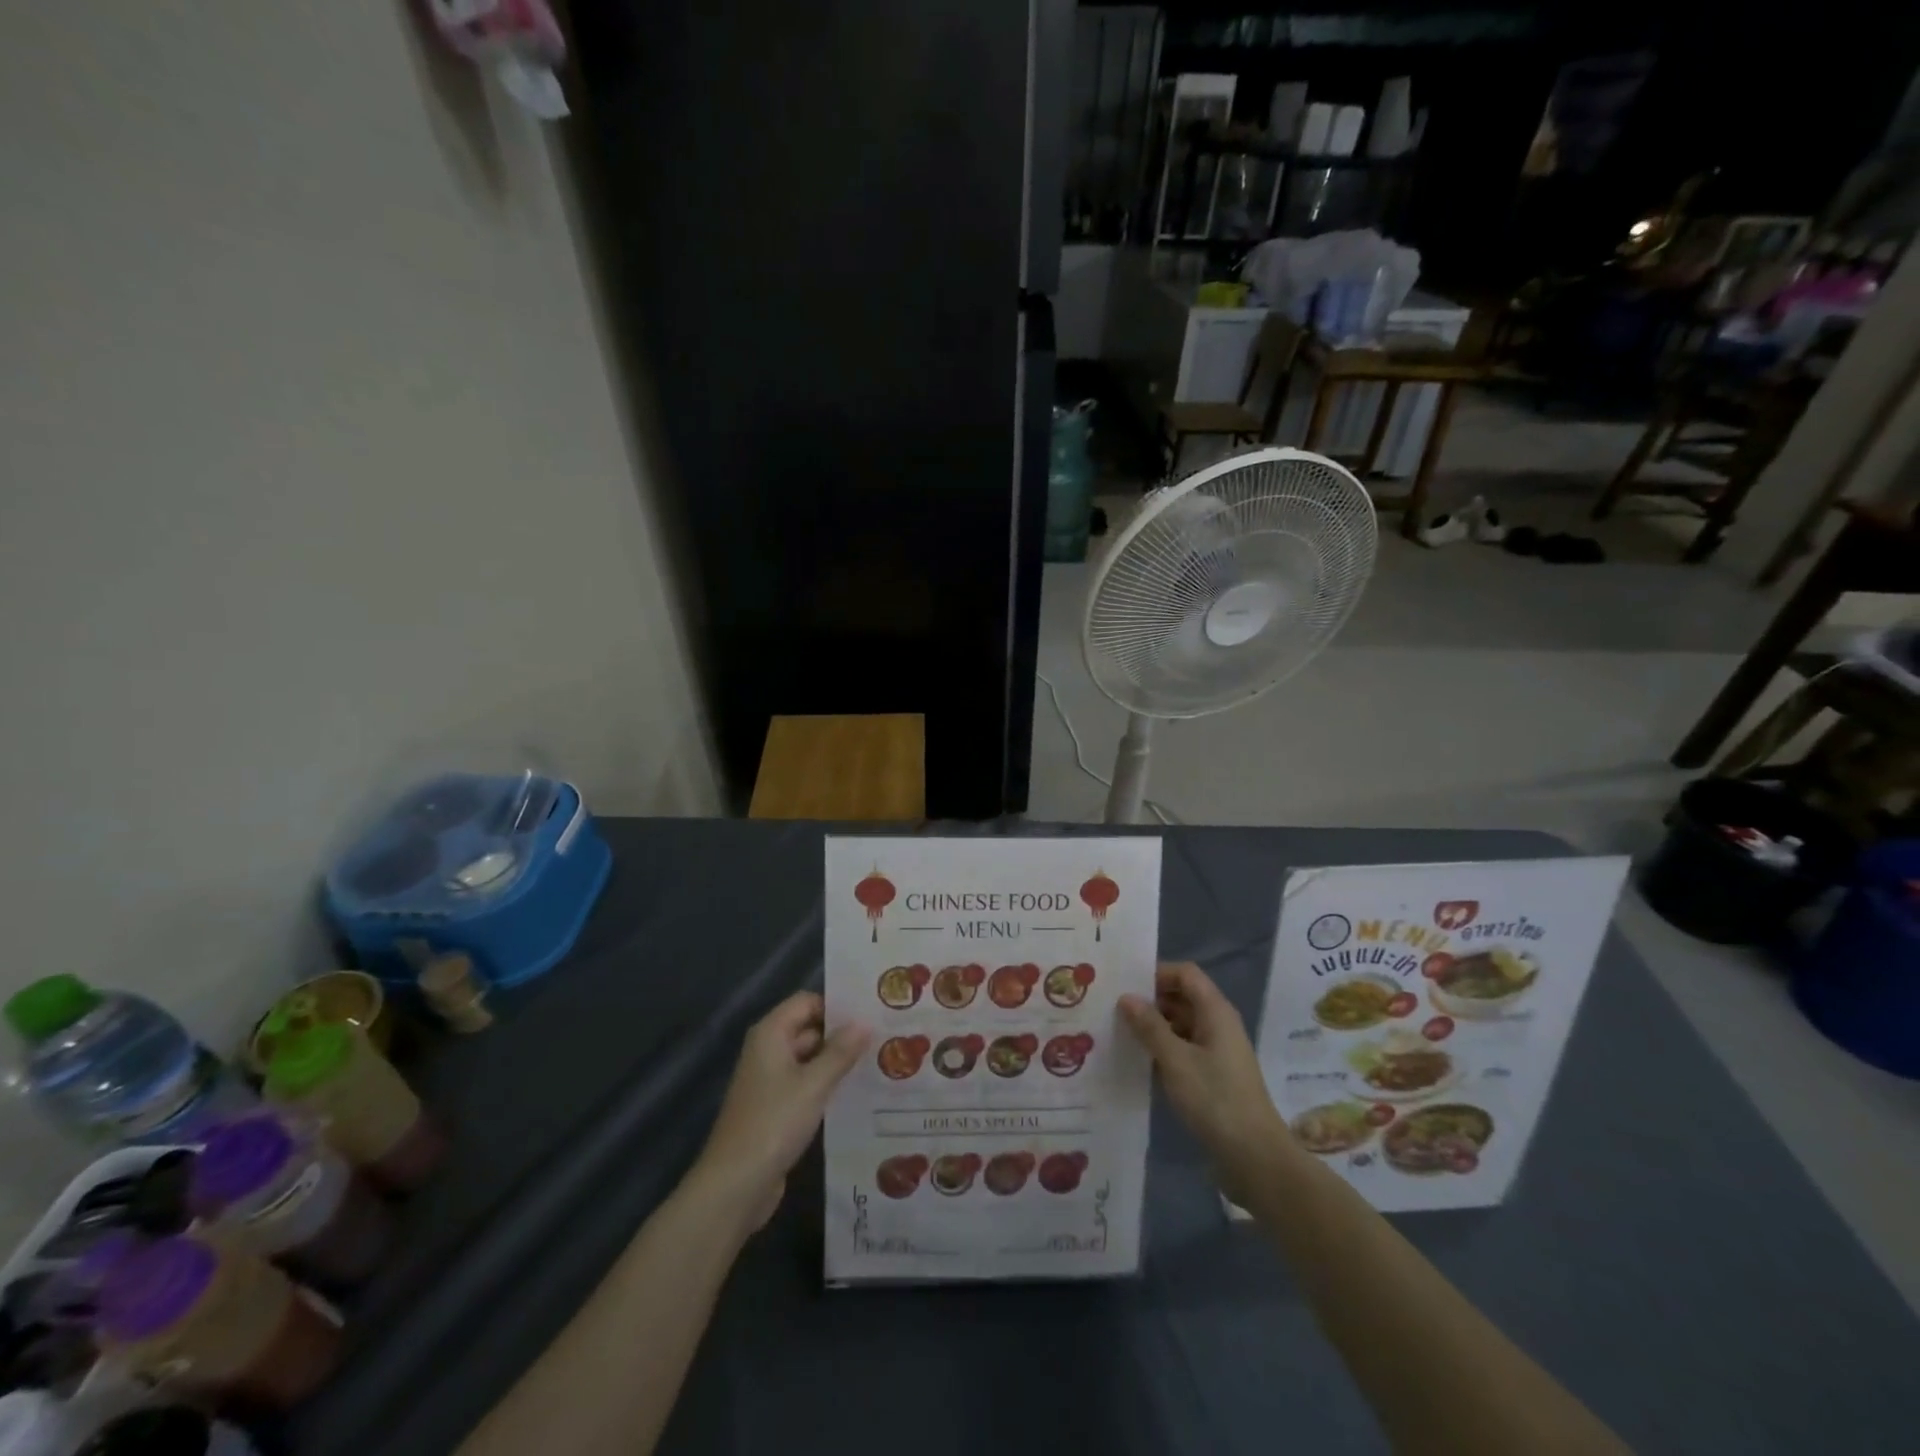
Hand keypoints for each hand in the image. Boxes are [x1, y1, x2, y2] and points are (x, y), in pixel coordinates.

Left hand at [690, 990, 868, 1232]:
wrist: (735, 1186)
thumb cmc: (773, 1123)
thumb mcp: (814, 1084)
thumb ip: (841, 1052)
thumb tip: (865, 1022)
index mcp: (770, 1034)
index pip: (807, 1002)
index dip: (837, 1005)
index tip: (872, 1012)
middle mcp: (768, 1051)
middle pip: (810, 1028)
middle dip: (843, 1034)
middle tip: (884, 1037)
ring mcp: (771, 1081)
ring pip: (810, 1059)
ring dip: (838, 1061)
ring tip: (881, 1061)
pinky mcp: (776, 1109)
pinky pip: (806, 1085)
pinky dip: (828, 1085)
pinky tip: (858, 1092)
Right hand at [1120, 962, 1289, 1200]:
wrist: (1256, 1158)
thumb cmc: (1215, 1099)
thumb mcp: (1175, 1060)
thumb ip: (1150, 1026)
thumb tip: (1127, 997)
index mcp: (1216, 1011)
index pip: (1185, 974)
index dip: (1156, 973)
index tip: (1125, 985)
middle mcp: (1219, 1024)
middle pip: (1183, 996)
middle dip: (1151, 1000)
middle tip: (1113, 1009)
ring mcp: (1218, 1051)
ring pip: (1182, 1024)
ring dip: (1154, 1026)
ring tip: (1119, 1033)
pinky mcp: (1214, 1075)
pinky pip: (1185, 1048)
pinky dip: (1164, 1048)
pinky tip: (1139, 1060)